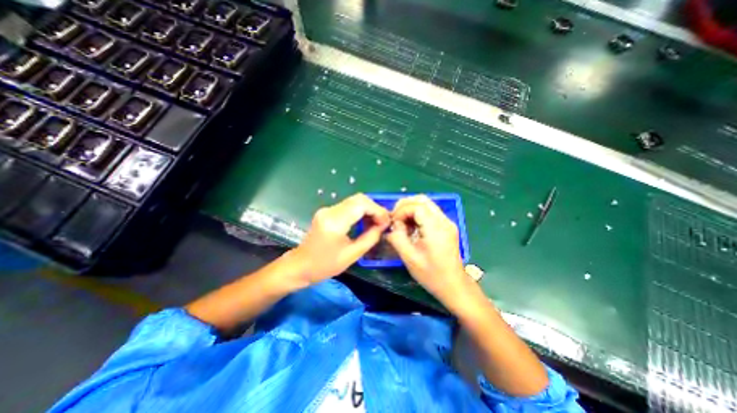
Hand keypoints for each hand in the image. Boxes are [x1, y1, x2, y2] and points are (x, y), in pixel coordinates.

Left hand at [287, 192, 390, 284]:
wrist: (300, 265)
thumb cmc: (325, 265)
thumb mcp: (352, 255)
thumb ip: (370, 238)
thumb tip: (383, 226)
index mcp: (335, 223)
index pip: (361, 205)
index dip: (377, 210)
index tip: (386, 222)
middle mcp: (330, 211)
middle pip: (358, 199)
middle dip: (374, 208)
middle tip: (383, 222)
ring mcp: (327, 210)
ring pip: (354, 201)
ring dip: (368, 209)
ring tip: (376, 223)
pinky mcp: (327, 212)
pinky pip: (348, 206)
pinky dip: (360, 211)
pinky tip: (365, 222)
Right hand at [386, 197, 472, 308]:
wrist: (453, 285)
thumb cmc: (431, 275)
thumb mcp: (409, 258)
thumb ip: (397, 238)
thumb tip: (391, 226)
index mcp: (436, 228)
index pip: (417, 206)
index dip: (402, 210)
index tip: (393, 222)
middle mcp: (444, 221)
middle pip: (422, 200)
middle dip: (405, 205)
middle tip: (395, 217)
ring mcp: (447, 222)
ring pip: (426, 204)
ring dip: (411, 209)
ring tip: (402, 223)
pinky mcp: (446, 226)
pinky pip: (429, 212)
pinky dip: (417, 215)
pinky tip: (411, 227)